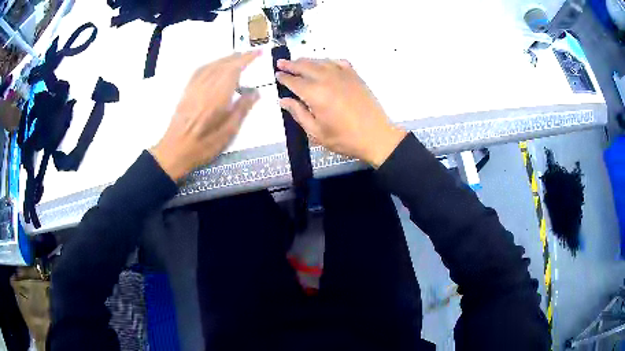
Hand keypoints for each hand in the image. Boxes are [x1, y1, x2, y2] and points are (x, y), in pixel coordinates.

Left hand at [150, 51, 260, 180]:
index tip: (259, 52)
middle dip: (238, 57)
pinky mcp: (186, 91)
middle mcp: (205, 86)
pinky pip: (200, 70)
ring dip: (226, 59)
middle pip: (223, 64)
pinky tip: (215, 66)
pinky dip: (211, 64)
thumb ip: (242, 109)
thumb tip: (255, 92)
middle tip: (251, 54)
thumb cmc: (203, 146)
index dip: (247, 59)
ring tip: (237, 58)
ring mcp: (194, 87)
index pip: (234, 69)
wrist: (174, 151)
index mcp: (217, 96)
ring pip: (211, 65)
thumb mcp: (228, 132)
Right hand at [275, 58, 405, 167]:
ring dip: (307, 61)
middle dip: (291, 64)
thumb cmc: (344, 138)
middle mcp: (327, 79)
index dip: (284, 77)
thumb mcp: (316, 132)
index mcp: (315, 94)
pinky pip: (338, 62)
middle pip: (305, 66)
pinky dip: (328, 61)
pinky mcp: (355, 76)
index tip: (277, 74)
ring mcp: (343, 75)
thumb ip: (298, 113)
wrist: (376, 136)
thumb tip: (283, 100)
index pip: (294, 81)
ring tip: (298, 62)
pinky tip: (324, 64)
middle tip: (281, 63)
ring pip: (320, 61)